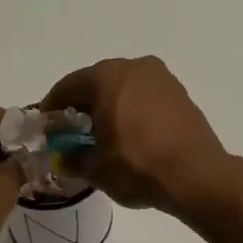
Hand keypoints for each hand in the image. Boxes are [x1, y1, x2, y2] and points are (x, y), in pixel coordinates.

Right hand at [40, 57, 234, 215]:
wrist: (197, 175)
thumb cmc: (138, 166)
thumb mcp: (96, 168)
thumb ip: (73, 159)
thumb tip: (64, 158)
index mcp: (108, 76)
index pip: (68, 86)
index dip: (52, 106)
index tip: (45, 124)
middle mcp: (135, 67)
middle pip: (97, 81)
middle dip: (81, 104)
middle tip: (71, 129)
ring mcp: (162, 78)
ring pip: (124, 87)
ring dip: (108, 105)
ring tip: (101, 132)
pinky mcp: (180, 94)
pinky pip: (145, 96)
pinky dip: (131, 109)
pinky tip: (129, 133)